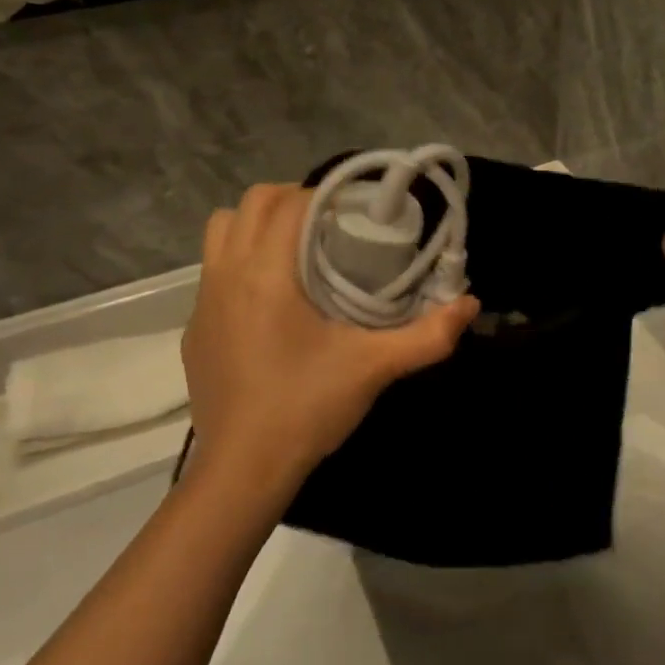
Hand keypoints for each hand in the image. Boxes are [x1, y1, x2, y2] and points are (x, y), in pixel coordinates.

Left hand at [183, 184, 478, 495]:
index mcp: (266, 274)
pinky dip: (240, 262)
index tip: (353, 210)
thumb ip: (428, 335)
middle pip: (249, 204)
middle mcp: (226, 275)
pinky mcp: (194, 328)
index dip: (321, 195)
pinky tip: (270, 301)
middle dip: (289, 200)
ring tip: (294, 250)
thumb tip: (470, 304)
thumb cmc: (307, 407)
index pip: (286, 203)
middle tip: (328, 224)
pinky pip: (213, 270)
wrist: (243, 469)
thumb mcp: (374, 367)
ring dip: (256, 225)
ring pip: (221, 231)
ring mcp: (203, 302)